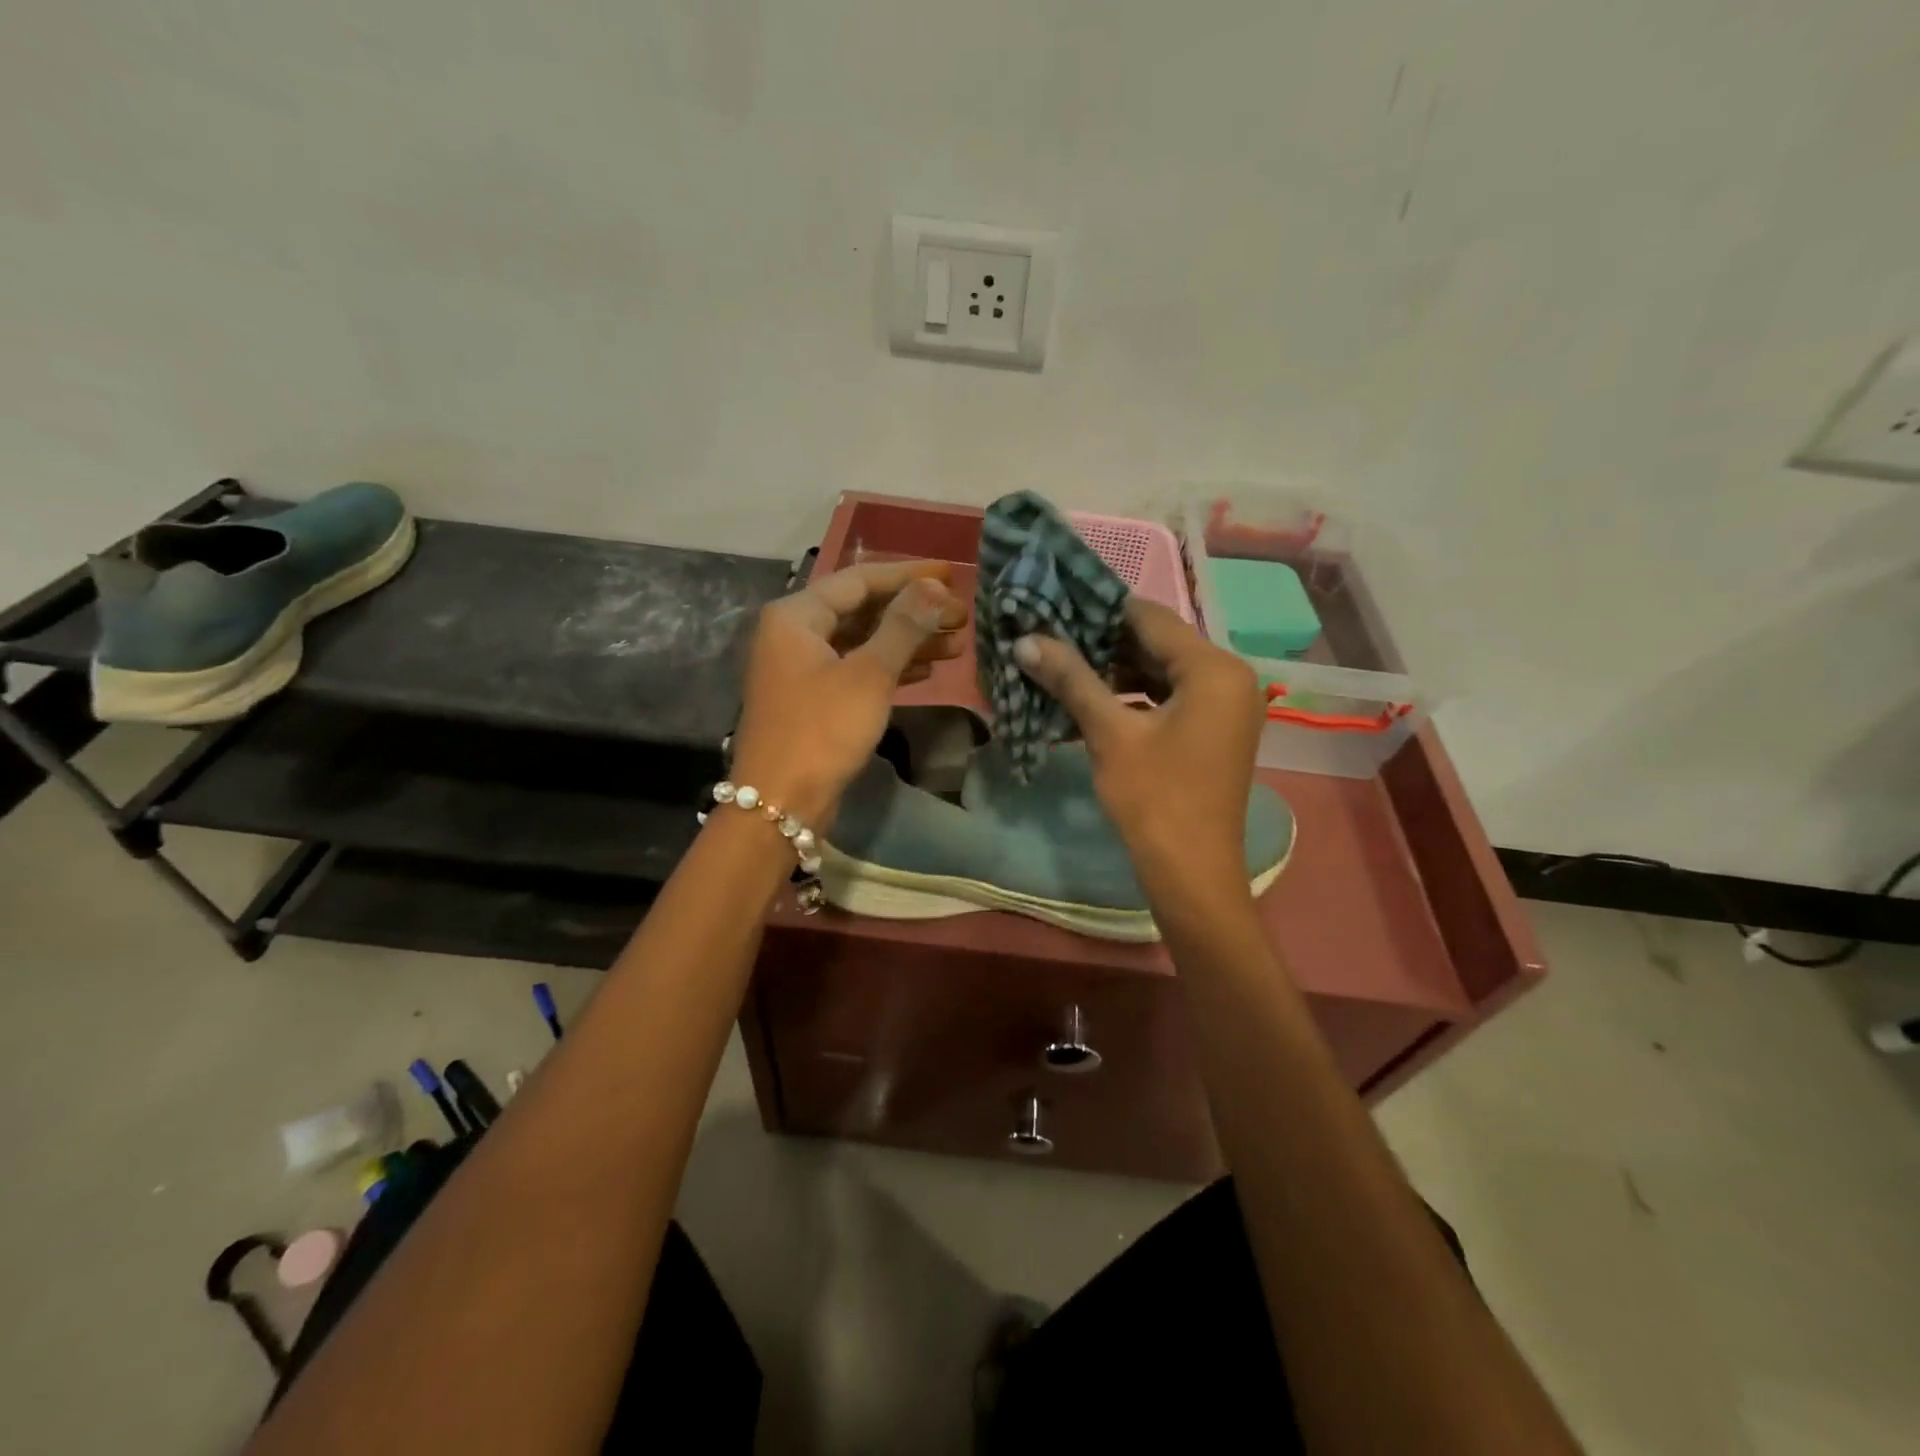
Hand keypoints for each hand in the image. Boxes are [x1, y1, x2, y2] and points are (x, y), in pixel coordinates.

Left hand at [730, 560, 967, 827]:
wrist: (781, 802)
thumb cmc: (823, 730)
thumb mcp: (869, 674)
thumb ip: (904, 627)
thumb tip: (936, 588)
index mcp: (797, 615)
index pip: (860, 579)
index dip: (908, 575)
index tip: (952, 575)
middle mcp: (795, 634)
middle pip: (863, 610)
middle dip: (913, 612)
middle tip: (962, 617)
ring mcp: (803, 669)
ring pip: (863, 642)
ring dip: (908, 642)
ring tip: (956, 645)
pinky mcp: (814, 699)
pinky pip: (857, 670)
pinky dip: (890, 668)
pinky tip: (927, 672)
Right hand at [1014, 598, 1262, 893]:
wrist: (1192, 873)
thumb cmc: (1154, 799)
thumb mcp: (1110, 734)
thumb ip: (1071, 679)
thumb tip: (1025, 640)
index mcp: (1214, 668)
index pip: (1150, 618)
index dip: (1099, 610)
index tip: (1055, 607)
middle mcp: (1230, 677)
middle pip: (1159, 643)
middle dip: (1105, 643)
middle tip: (1052, 637)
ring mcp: (1227, 706)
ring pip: (1164, 671)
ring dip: (1117, 671)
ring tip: (1065, 667)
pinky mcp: (1216, 730)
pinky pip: (1172, 697)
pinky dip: (1136, 696)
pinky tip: (1095, 700)